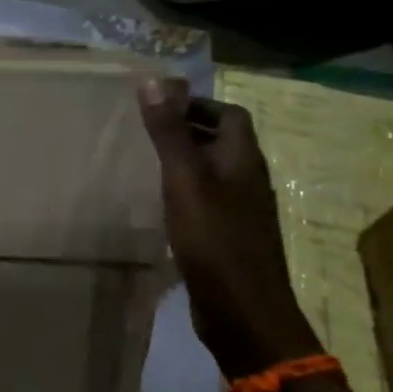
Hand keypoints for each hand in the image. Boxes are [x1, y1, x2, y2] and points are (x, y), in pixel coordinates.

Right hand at [138, 81, 320, 377]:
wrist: (243, 312)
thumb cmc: (214, 241)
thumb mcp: (185, 181)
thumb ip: (169, 133)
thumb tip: (155, 80)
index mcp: (243, 160)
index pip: (229, 114)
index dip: (198, 104)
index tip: (159, 107)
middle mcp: (247, 181)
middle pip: (222, 142)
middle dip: (188, 130)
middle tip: (145, 132)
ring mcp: (241, 212)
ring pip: (214, 173)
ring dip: (186, 163)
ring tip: (146, 164)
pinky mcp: (229, 239)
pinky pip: (208, 202)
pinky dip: (185, 194)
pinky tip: (160, 206)